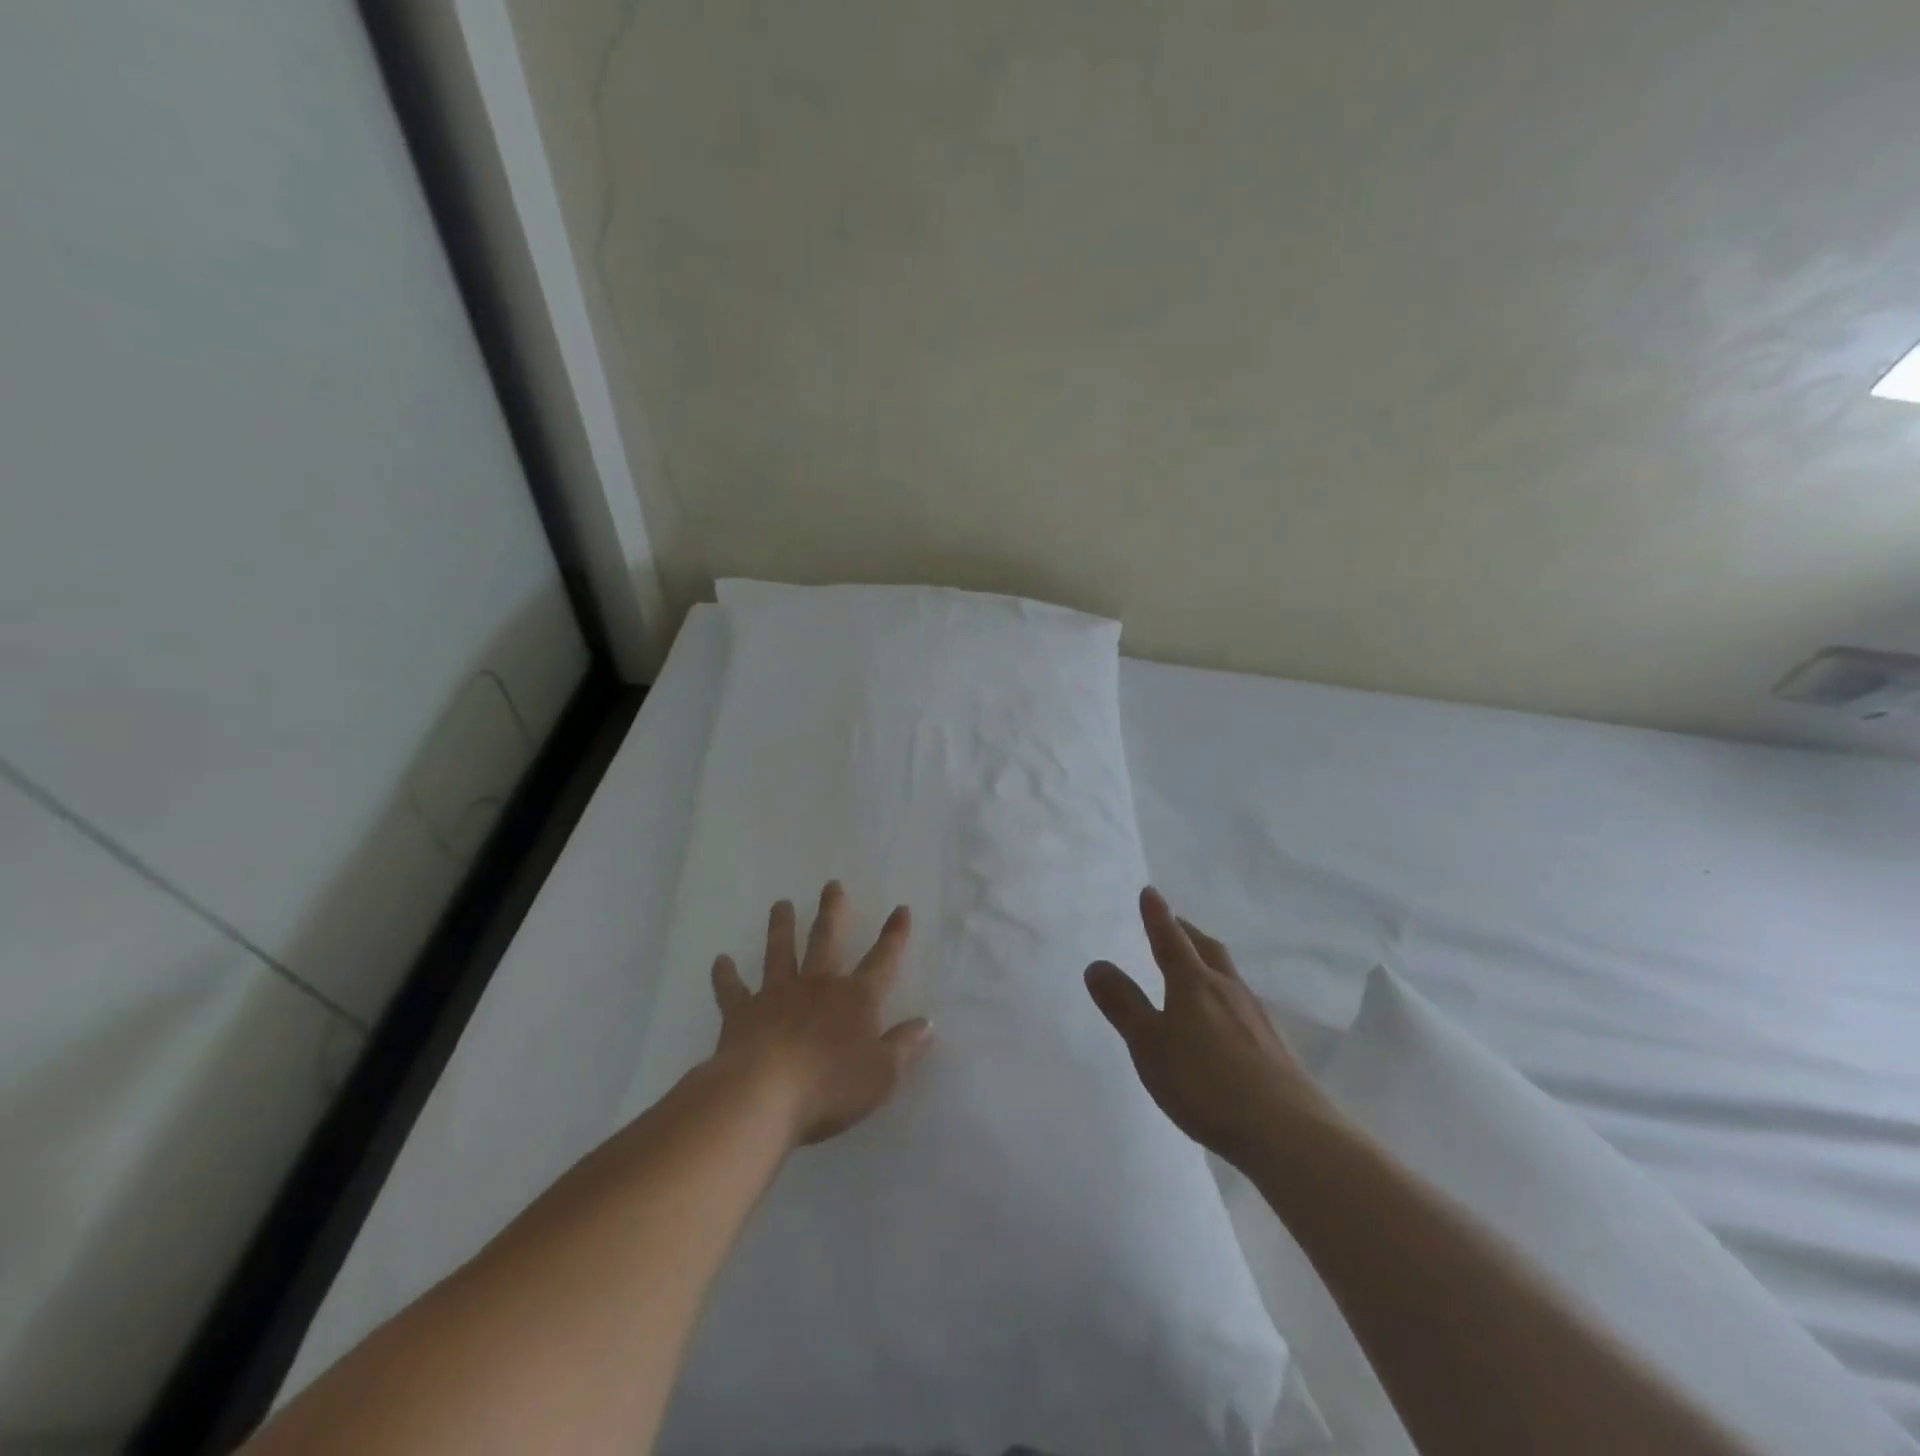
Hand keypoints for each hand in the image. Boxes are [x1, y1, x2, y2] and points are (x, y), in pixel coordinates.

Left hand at [709, 882, 931, 1147]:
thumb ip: (904, 1046)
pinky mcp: (742, 1012)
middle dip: (832, 911)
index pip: (882, 961)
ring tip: (781, 904)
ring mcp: (776, 994)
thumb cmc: (830, 1086)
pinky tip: (720, 960)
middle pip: (826, 940)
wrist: (764, 1095)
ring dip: (781, 927)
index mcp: (855, 999)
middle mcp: (817, 985)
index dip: (894, 936)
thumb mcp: (882, 1074)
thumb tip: (927, 1023)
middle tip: (832, 885)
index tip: (900, 909)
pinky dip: (725, 975)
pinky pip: (732, 989)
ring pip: (780, 951)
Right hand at [1085, 887, 1330, 1167]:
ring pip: (1229, 975)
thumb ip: (1123, 1005)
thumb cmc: (1205, 1082)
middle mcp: (1228, 989)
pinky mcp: (1275, 1044)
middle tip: (1174, 923)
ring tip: (1198, 966)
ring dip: (1209, 961)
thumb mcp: (1149, 1044)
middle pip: (1206, 949)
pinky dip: (1226, 995)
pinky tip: (1226, 1017)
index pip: (1170, 939)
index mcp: (1193, 983)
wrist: (1288, 1130)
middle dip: (1187, 932)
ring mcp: (1257, 1016)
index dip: (1157, 916)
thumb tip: (1097, 964)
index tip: (1150, 892)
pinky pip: (1243, 1003)